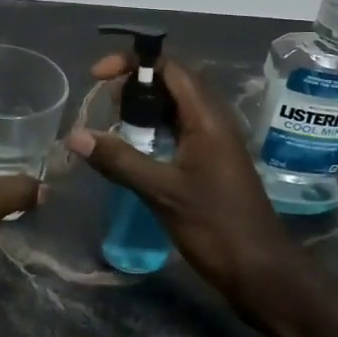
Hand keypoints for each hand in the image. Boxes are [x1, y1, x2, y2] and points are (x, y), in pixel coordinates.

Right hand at [67, 55, 294, 307]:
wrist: (263, 274)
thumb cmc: (217, 227)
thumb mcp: (162, 192)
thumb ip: (119, 160)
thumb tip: (74, 135)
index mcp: (207, 117)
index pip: (169, 66)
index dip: (132, 62)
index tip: (97, 76)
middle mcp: (212, 121)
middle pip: (170, 82)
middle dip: (133, 86)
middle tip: (103, 107)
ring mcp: (213, 142)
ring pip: (172, 108)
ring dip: (141, 110)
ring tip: (112, 127)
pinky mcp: (209, 163)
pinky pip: (176, 131)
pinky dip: (151, 132)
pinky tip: (131, 152)